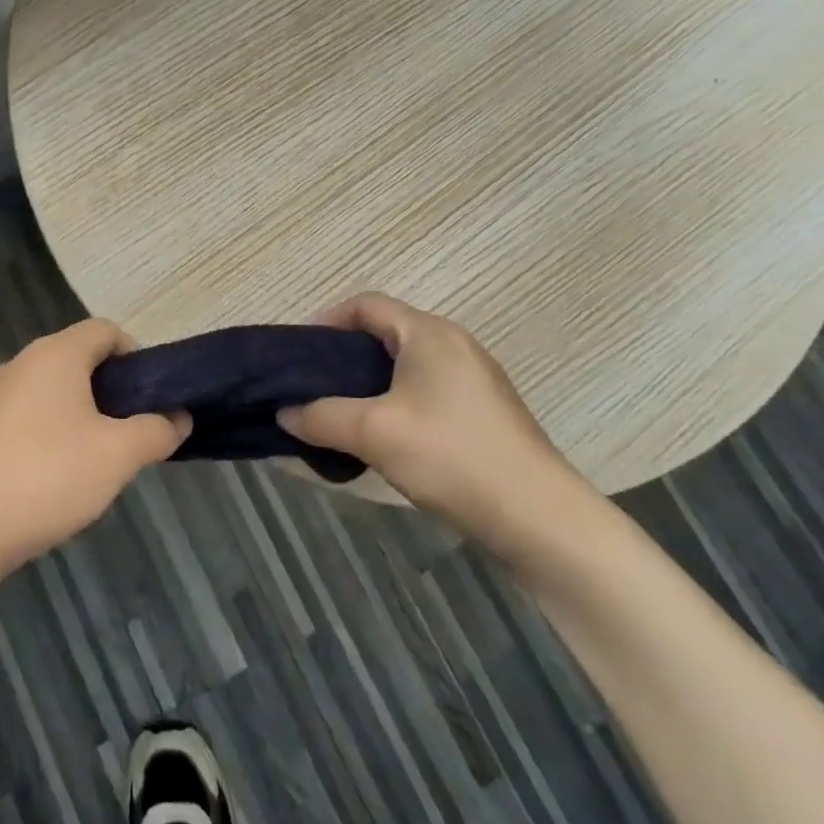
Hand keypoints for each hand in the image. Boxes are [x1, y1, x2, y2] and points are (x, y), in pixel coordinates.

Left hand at [0, 319, 189, 572]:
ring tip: (95, 458)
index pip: (106, 330)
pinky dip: (50, 431)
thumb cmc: (48, 477)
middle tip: (129, 432)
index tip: (150, 398)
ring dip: (82, 412)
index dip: (136, 356)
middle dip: (112, 390)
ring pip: (53, 388)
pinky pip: (28, 414)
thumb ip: (157, 431)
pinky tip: (54, 476)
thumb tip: (180, 417)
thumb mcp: (118, 455)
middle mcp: (22, 362)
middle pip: (79, 358)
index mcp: (56, 354)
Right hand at [278, 293, 593, 555]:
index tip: (299, 353)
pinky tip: (381, 437)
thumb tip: (284, 413)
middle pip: (385, 333)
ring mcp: (474, 379)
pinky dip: (394, 401)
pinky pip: (425, 390)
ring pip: (405, 366)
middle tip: (312, 386)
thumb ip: (320, 416)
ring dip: (367, 383)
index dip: (326, 320)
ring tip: (339, 413)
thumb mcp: (373, 432)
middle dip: (343, 356)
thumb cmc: (451, 457)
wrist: (540, 519)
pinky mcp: (484, 411)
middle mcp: (454, 344)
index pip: (366, 304)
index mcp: (429, 334)